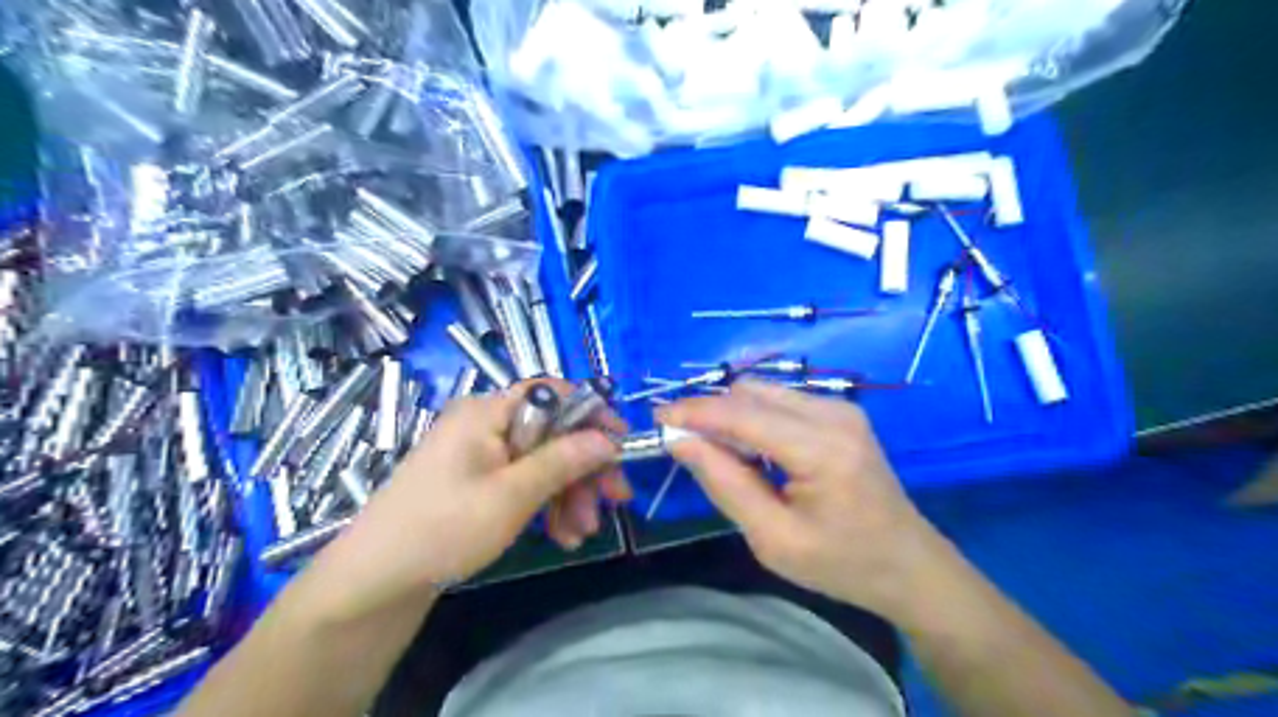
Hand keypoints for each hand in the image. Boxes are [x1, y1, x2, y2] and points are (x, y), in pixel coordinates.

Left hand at [325, 380, 628, 609]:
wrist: (376, 582)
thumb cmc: (444, 528)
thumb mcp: (512, 495)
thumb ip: (564, 461)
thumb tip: (608, 438)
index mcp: (487, 412)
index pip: (551, 392)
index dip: (590, 412)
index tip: (620, 443)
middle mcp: (485, 424)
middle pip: (551, 432)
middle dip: (584, 468)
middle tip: (614, 500)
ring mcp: (481, 454)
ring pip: (542, 461)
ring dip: (569, 494)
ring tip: (582, 533)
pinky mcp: (478, 481)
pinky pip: (524, 481)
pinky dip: (547, 504)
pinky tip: (562, 536)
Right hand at [659, 381, 946, 620]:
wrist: (909, 565)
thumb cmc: (842, 564)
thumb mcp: (773, 539)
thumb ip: (725, 483)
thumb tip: (681, 440)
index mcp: (821, 449)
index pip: (742, 414)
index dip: (695, 412)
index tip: (657, 420)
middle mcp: (833, 414)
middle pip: (751, 392)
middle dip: (711, 412)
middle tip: (684, 444)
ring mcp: (841, 408)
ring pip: (764, 392)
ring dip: (732, 414)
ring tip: (718, 452)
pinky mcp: (842, 412)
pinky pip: (782, 401)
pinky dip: (754, 418)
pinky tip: (751, 450)